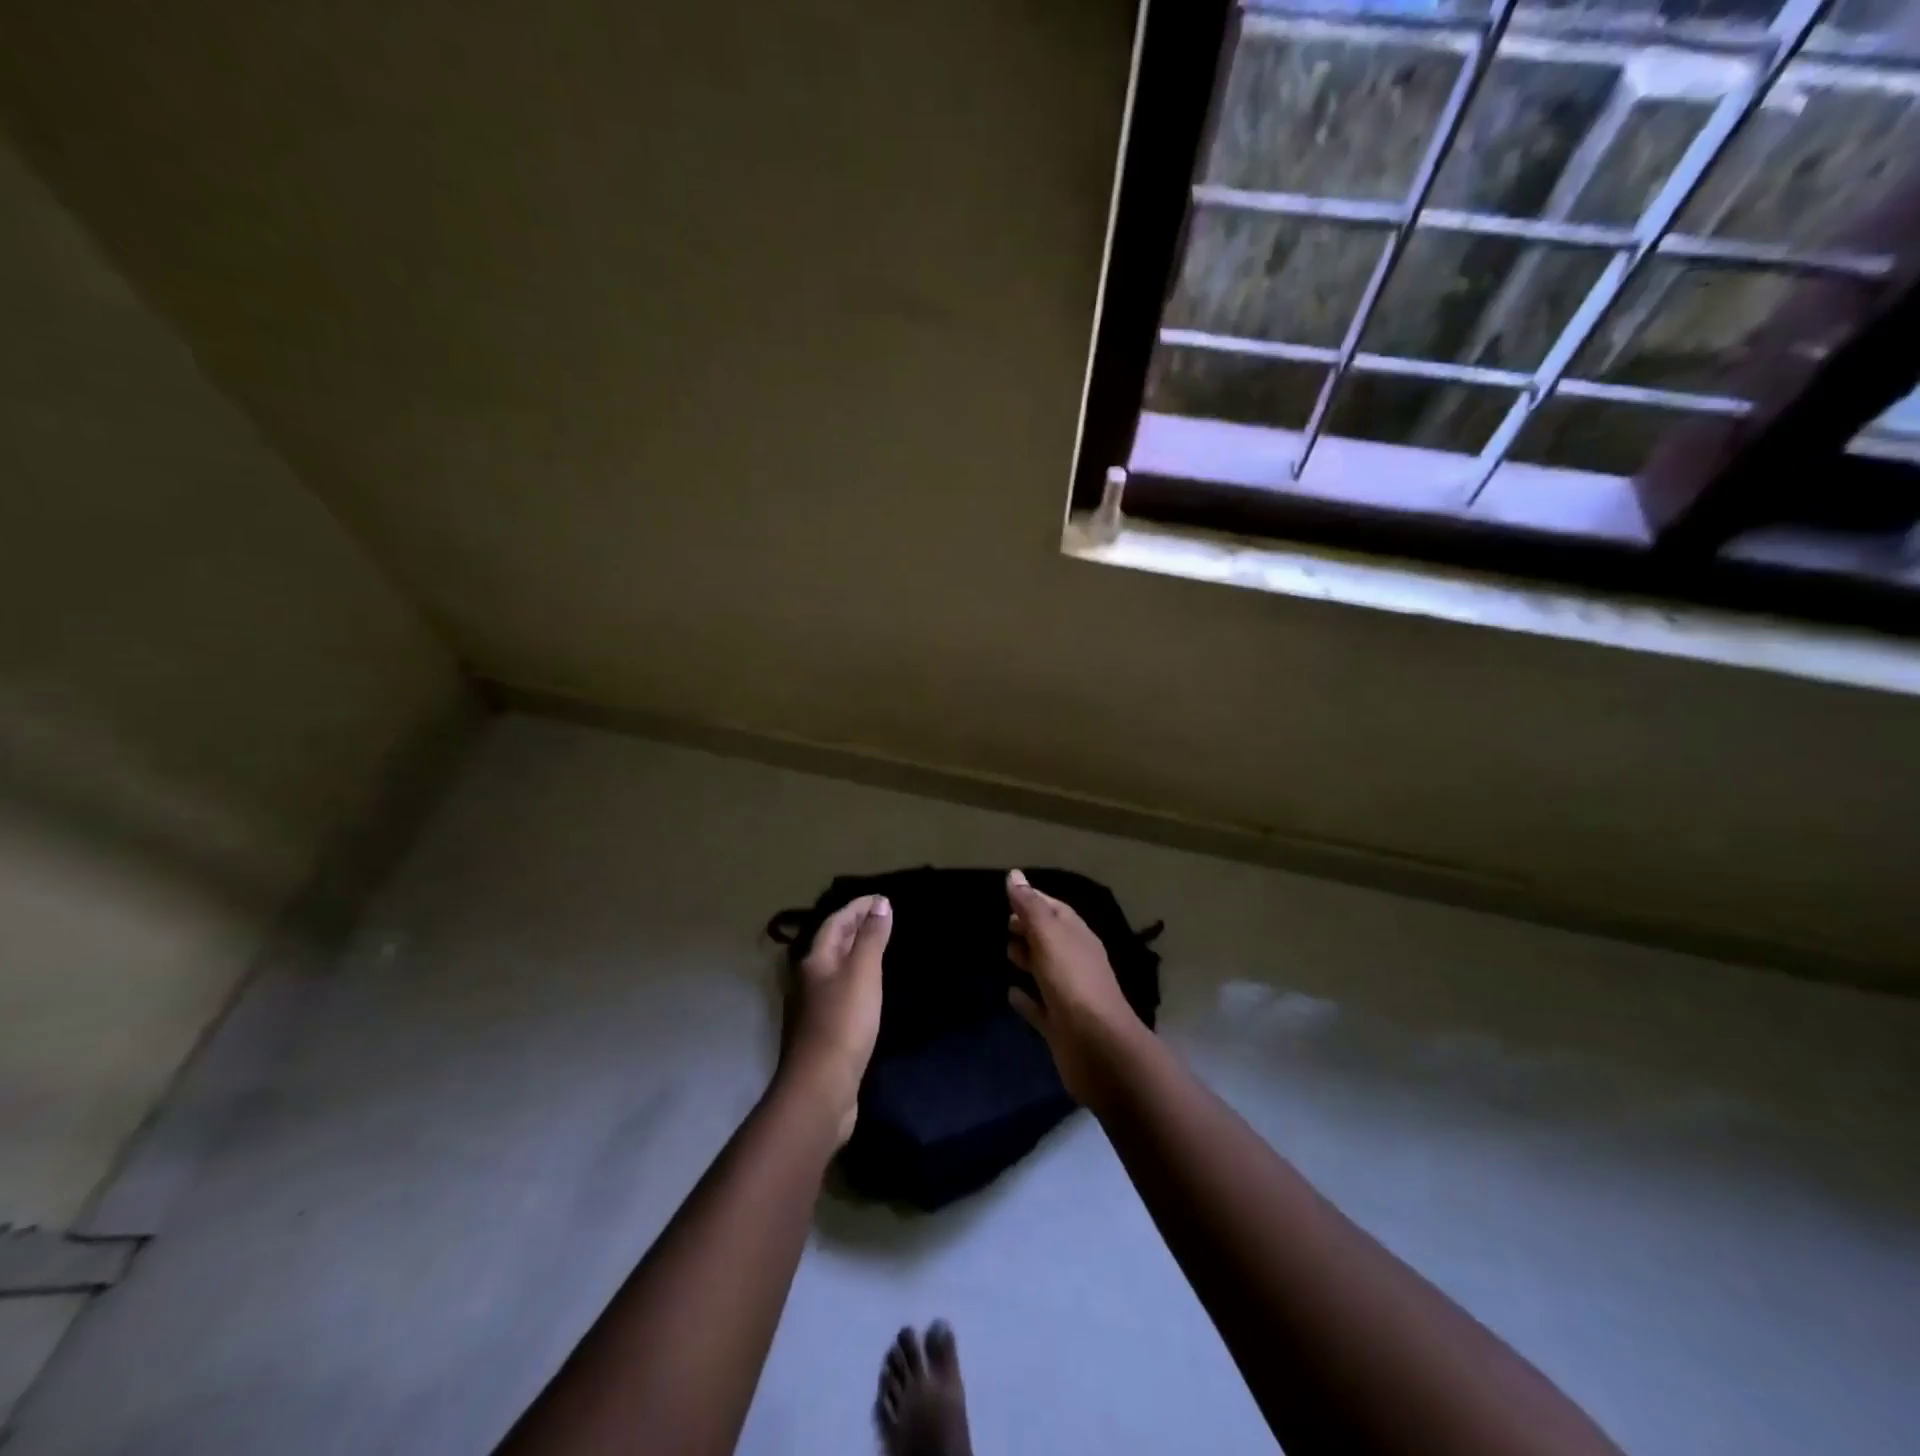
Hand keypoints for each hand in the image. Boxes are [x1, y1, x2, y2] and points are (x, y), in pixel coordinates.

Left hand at [784, 894, 890, 1143]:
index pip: (835, 923)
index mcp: (814, 962)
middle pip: (831, 944)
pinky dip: (855, 980)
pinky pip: (840, 992)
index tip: (881, 898)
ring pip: (834, 969)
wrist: (820, 1088)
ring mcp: (812, 1008)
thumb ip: (872, 938)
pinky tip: (868, 990)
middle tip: (881, 918)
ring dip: (854, 954)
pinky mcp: (822, 1032)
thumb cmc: (843, 1022)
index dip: (857, 907)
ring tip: (878, 948)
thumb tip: (880, 903)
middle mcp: (807, 980)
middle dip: (854, 927)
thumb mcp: (863, 973)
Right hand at [1005, 870, 1144, 1104]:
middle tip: (1005, 923)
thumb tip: (1015, 875)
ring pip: (1044, 970)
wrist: (1097, 1047)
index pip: (1054, 909)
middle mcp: (1075, 961)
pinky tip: (1009, 993)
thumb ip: (1031, 907)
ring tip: (1006, 951)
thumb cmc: (1072, 982)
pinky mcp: (1059, 1025)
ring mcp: (1068, 994)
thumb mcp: (1049, 936)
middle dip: (1029, 928)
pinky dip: (1025, 998)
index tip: (1009, 893)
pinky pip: (1038, 1005)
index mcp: (1077, 936)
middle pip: (1050, 938)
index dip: (1033, 899)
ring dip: (1027, 959)